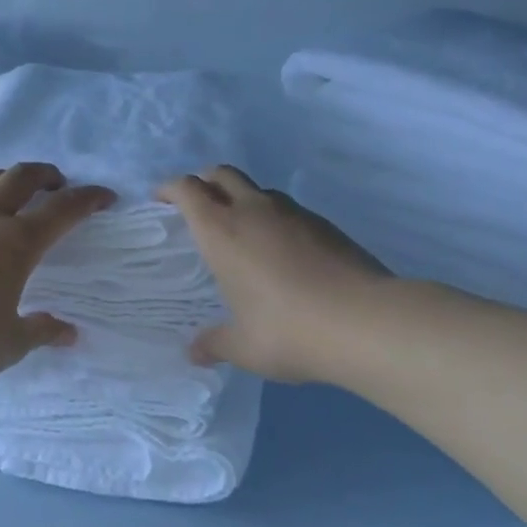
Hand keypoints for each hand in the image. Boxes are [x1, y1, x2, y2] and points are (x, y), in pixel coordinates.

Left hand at [0, 163, 115, 397]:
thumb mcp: (14, 343)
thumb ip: (44, 330)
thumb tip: (69, 332)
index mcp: (15, 244)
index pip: (62, 210)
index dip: (88, 199)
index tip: (104, 197)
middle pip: (19, 178)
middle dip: (45, 175)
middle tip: (55, 185)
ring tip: (4, 193)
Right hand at [156, 165, 389, 382]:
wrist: (365, 321)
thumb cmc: (288, 331)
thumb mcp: (244, 346)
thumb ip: (215, 344)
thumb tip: (194, 352)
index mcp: (222, 232)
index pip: (187, 190)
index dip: (170, 189)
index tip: (161, 200)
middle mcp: (254, 210)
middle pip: (221, 173)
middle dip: (204, 182)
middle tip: (197, 208)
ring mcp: (293, 213)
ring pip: (257, 189)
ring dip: (241, 198)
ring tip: (241, 232)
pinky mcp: (325, 224)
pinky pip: (287, 209)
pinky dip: (273, 218)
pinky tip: (281, 251)